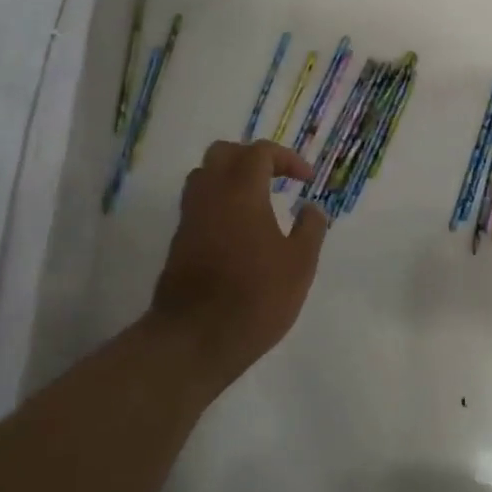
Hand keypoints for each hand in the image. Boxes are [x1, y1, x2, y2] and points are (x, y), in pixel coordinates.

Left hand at [150, 140, 330, 390]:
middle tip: (276, 178)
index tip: (307, 180)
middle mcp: (210, 195)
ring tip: (256, 200)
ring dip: (230, 178)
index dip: (287, 158)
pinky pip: (198, 204)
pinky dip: (218, 202)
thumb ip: (310, 229)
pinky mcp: (178, 241)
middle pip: (223, 153)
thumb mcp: (299, 265)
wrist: (193, 339)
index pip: (260, 152)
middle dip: (251, 158)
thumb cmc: (255, 297)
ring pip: (204, 176)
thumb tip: (313, 208)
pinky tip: (238, 230)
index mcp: (241, 191)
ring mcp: (190, 218)